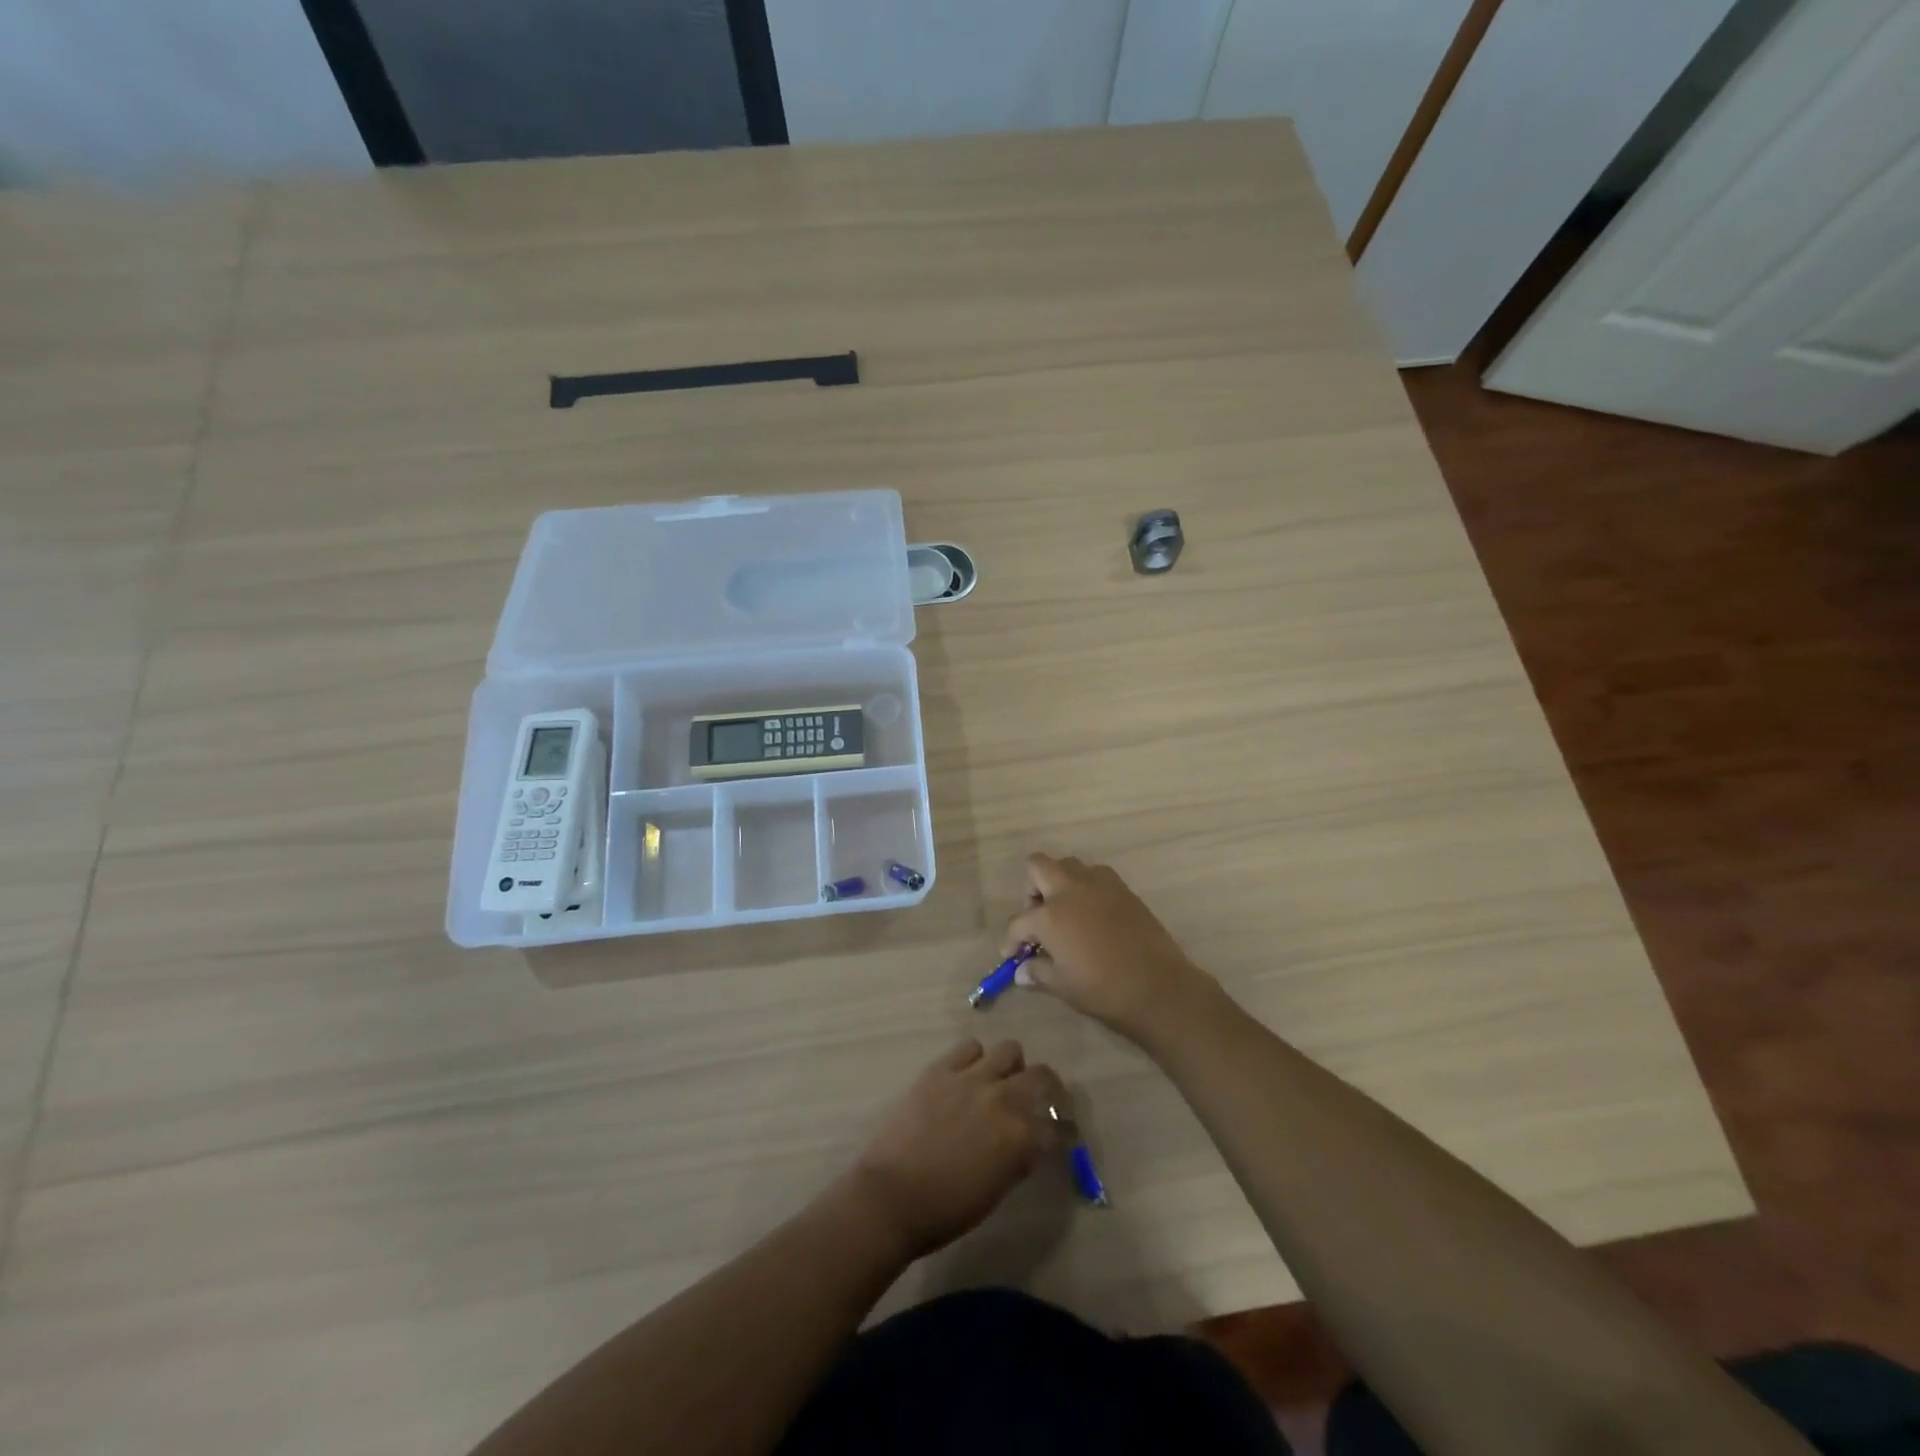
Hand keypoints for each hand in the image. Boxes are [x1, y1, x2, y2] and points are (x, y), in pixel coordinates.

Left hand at [841, 1039, 1065, 1260]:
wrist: (892, 1195)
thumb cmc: (946, 1209)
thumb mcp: (996, 1190)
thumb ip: (1018, 1158)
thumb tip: (1028, 1142)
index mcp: (1021, 1138)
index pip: (1058, 1126)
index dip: (1062, 1131)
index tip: (1060, 1133)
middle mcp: (1004, 1099)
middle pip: (1043, 1076)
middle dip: (1047, 1089)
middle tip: (1038, 1100)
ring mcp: (972, 1078)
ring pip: (1010, 1050)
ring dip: (1011, 1067)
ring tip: (999, 1082)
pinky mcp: (942, 1069)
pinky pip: (970, 1047)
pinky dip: (975, 1059)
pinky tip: (967, 1075)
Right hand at [1003, 853, 1214, 1038]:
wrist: (1157, 986)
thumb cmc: (1102, 989)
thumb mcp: (1062, 985)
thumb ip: (1038, 971)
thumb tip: (1022, 970)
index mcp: (1049, 915)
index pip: (1018, 921)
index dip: (1012, 940)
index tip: (1013, 954)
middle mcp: (1070, 889)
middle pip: (1038, 866)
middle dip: (1032, 889)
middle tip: (1038, 916)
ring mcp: (1098, 884)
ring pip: (1069, 865)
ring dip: (1060, 882)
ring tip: (1065, 913)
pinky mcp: (1122, 888)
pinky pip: (1096, 875)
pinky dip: (1087, 887)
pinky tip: (1092, 914)